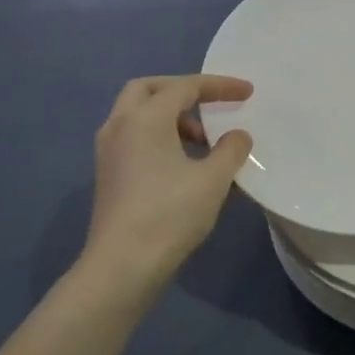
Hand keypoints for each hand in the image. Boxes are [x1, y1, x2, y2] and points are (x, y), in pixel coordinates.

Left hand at [84, 75, 253, 295]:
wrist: (121, 267)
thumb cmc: (169, 215)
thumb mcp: (212, 180)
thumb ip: (231, 149)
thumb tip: (238, 135)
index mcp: (145, 118)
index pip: (185, 87)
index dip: (220, 86)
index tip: (248, 92)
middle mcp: (120, 125)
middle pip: (149, 88)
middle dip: (182, 90)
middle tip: (209, 104)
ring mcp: (108, 150)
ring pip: (138, 114)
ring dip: (170, 116)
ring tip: (202, 142)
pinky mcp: (107, 174)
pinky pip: (133, 136)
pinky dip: (157, 135)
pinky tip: (181, 163)